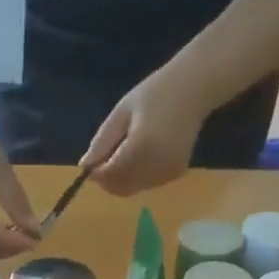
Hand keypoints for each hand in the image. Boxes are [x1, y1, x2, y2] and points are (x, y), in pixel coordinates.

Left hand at [81, 68, 211, 196]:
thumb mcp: (121, 113)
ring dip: (122, 179)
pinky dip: (137, 177)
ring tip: (126, 153)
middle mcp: (156, 165)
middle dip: (107, 180)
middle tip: (104, 161)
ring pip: (133, 189)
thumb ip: (102, 141)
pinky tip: (143, 155)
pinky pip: (147, 184)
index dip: (96, 174)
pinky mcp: (176, 174)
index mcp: (141, 146)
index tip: (89, 165)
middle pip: (121, 187)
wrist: (194, 89)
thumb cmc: (154, 94)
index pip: (110, 174)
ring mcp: (168, 172)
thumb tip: (85, 166)